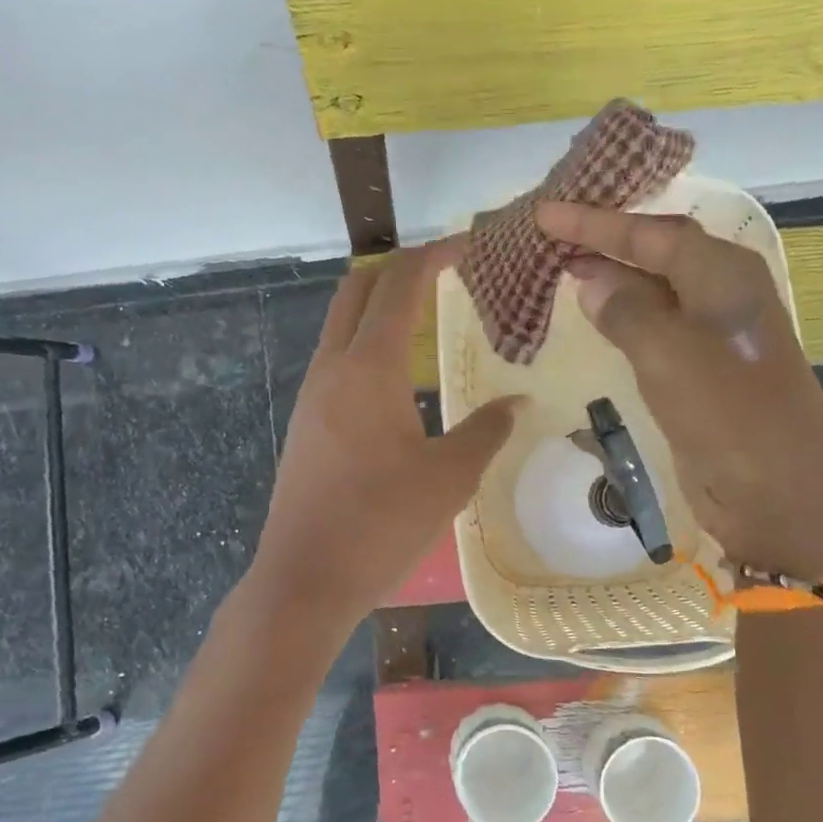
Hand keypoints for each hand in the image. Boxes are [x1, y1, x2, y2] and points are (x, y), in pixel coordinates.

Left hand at [243, 239, 518, 644]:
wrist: (305, 578)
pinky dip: (367, 343)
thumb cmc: (380, 524)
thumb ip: (486, 430)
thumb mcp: (448, 477)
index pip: (399, 284)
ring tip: (427, 316)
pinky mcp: (305, 421)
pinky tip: (398, 376)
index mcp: (368, 367)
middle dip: (399, 267)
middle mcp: (332, 366)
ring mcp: (311, 393)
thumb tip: (517, 401)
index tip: (466, 244)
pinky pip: (337, 359)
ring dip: (379, 305)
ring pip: (341, 323)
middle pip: (358, 289)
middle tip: (444, 270)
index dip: (433, 255)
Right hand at [536, 201, 822, 581]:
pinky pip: (653, 324)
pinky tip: (594, 313)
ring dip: (609, 275)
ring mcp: (713, 331)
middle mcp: (721, 291)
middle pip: (654, 251)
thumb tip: (591, 281)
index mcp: (723, 273)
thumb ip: (625, 310)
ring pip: (652, 287)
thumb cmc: (728, 415)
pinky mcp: (701, 367)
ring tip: (560, 265)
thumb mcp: (668, 355)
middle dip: (602, 240)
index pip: (649, 234)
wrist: (780, 495)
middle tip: (547, 233)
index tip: (542, 213)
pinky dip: (621, 313)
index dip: (593, 222)